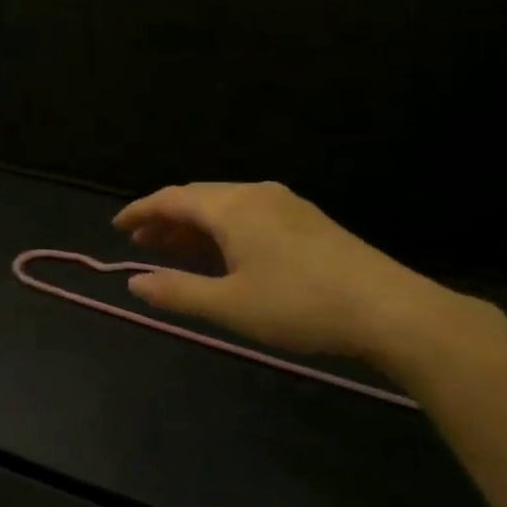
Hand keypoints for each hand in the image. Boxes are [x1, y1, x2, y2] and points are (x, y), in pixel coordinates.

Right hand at [112, 182, 458, 362]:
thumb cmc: (299, 306)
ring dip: (193, 225)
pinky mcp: (307, 221)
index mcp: (232, 209)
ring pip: (224, 206)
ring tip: (171, 248)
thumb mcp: (229, 306)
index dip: (140, 210)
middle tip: (140, 241)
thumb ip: (176, 291)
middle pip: (197, 198)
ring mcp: (286, 205)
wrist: (391, 310)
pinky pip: (248, 214)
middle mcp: (256, 195)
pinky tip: (220, 254)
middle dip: (164, 218)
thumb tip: (133, 281)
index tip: (116, 226)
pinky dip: (221, 229)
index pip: (172, 199)